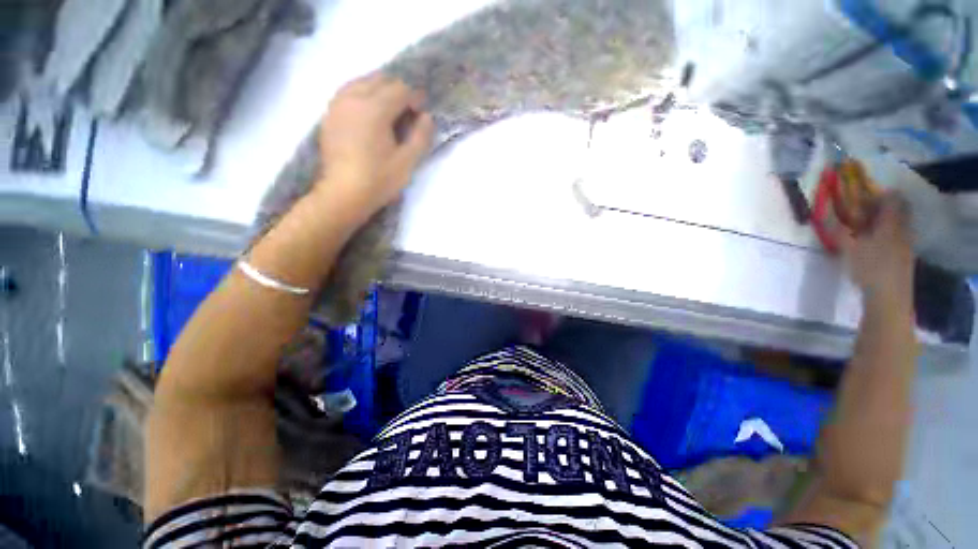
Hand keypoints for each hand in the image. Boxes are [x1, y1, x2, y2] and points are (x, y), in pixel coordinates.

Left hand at [314, 73, 434, 220]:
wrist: (343, 194)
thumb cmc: (379, 180)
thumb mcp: (407, 162)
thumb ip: (421, 136)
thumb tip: (427, 117)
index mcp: (374, 109)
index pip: (399, 89)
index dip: (415, 98)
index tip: (422, 113)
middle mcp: (353, 98)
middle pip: (379, 79)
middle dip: (397, 91)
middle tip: (407, 112)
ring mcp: (337, 105)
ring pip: (361, 82)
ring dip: (379, 90)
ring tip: (389, 111)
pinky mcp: (329, 115)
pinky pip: (347, 92)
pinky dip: (362, 95)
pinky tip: (368, 114)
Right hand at [839, 193, 914, 309]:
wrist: (889, 298)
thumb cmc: (869, 269)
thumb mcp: (849, 249)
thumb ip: (838, 230)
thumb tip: (823, 215)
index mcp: (891, 224)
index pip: (892, 198)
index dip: (879, 194)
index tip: (862, 198)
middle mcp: (903, 229)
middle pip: (899, 210)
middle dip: (883, 207)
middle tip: (864, 212)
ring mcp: (906, 244)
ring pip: (899, 224)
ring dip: (885, 222)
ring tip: (865, 229)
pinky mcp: (905, 256)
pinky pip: (898, 236)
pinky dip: (887, 234)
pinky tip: (873, 245)